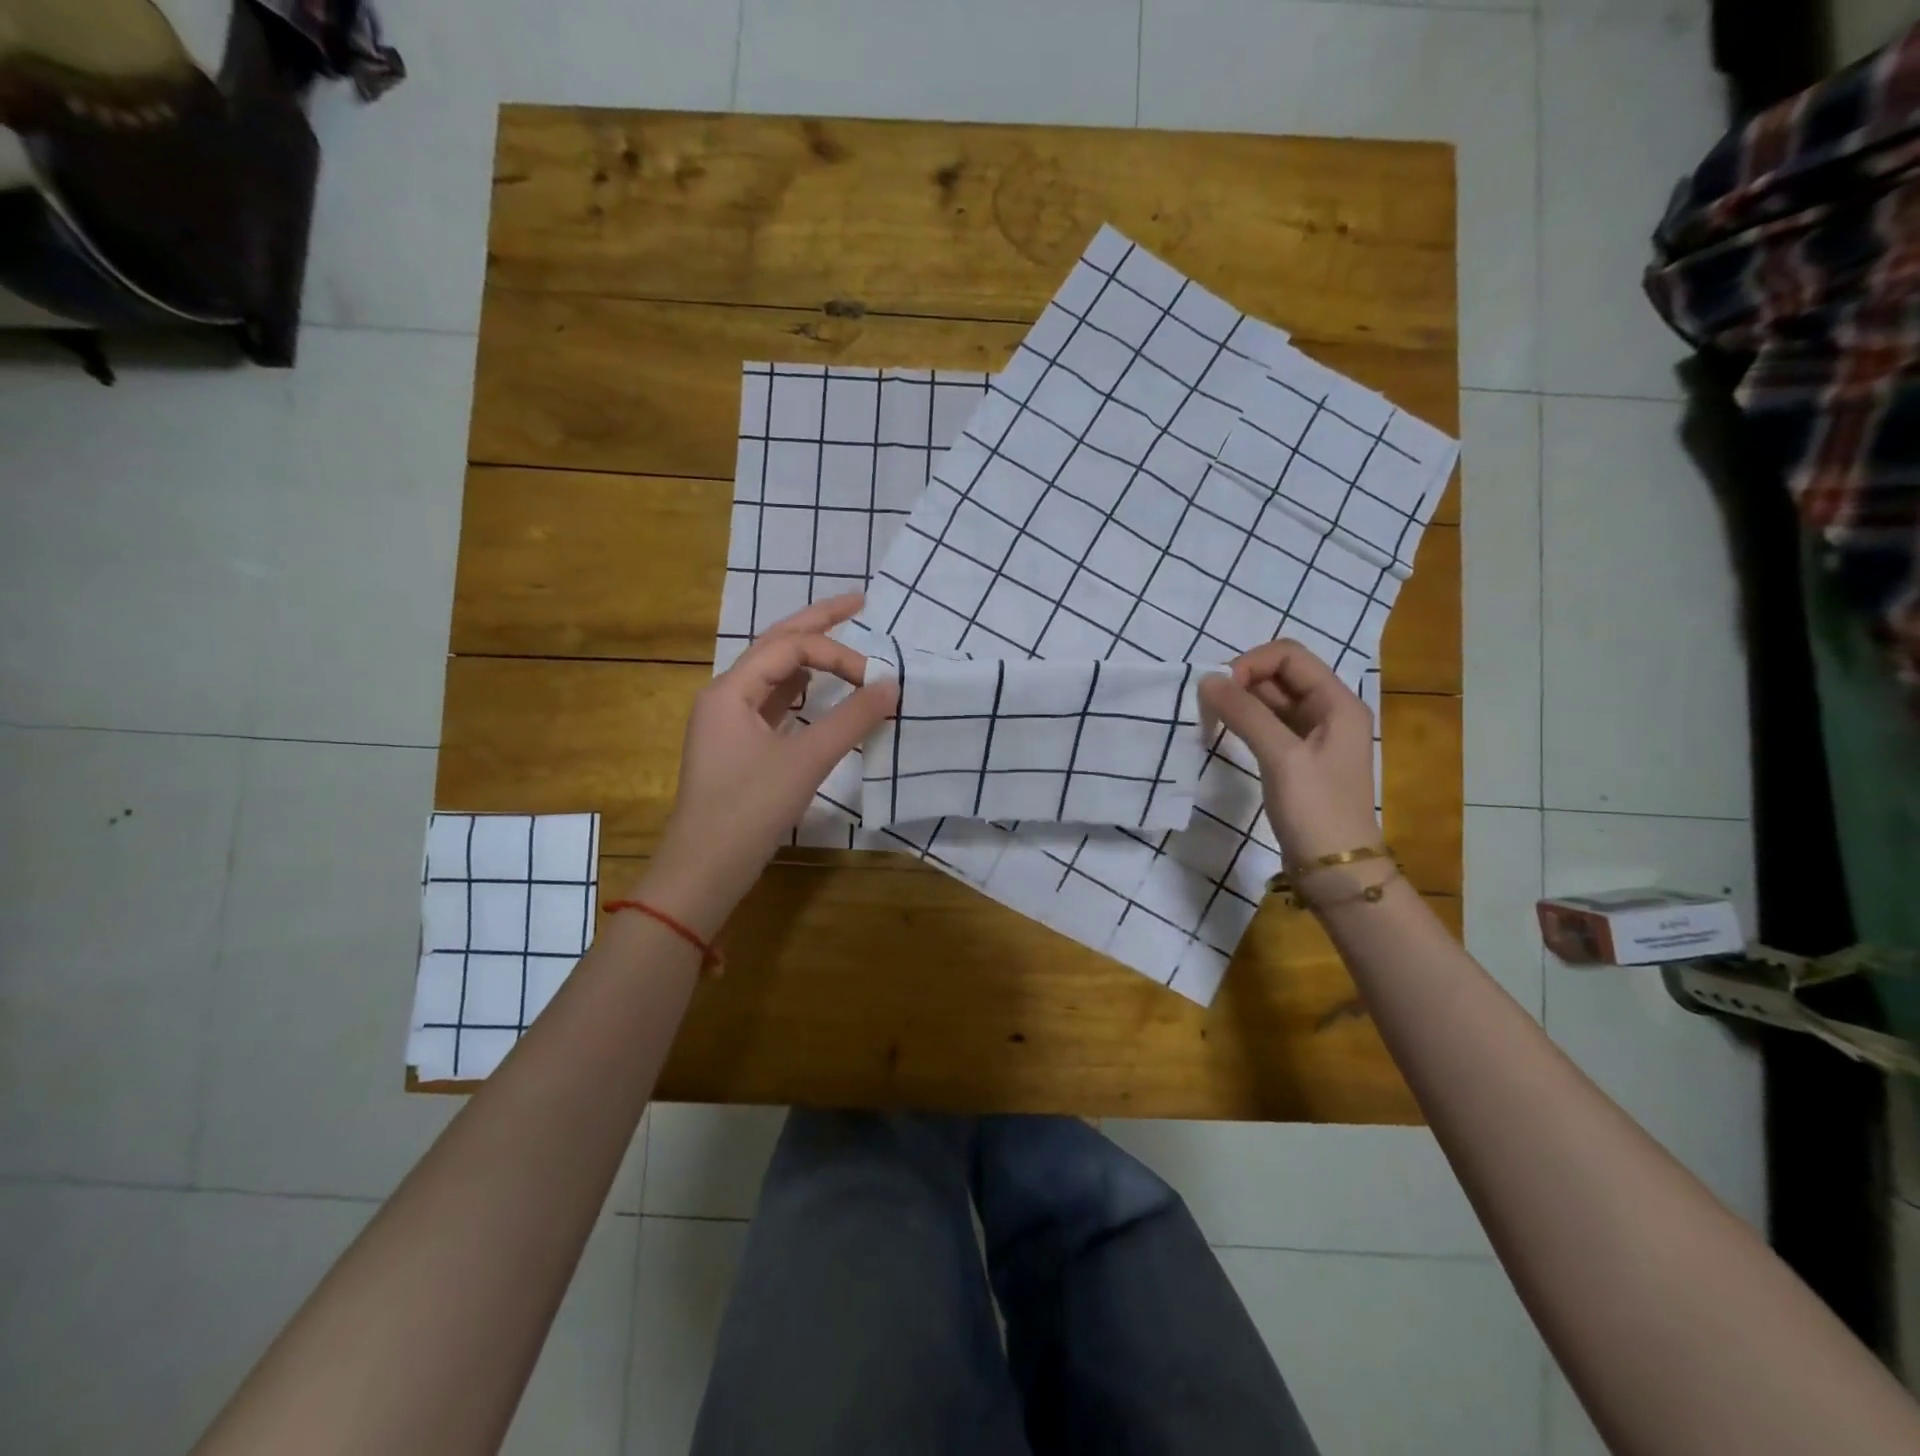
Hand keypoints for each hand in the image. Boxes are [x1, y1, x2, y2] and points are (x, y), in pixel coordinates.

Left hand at [636, 595, 897, 935]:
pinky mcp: (739, 747)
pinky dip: (801, 690)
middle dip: (818, 623)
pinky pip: (774, 703)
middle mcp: (726, 696)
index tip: (876, 679)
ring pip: (774, 675)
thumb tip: (892, 684)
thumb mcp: (806, 761)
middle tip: (860, 601)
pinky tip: (818, 690)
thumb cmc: (749, 810)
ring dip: (809, 655)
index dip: (838, 654)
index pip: (790, 648)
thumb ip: (851, 719)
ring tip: (842, 638)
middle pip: (776, 646)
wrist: (704, 869)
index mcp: (731, 689)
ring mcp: (729, 722)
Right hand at [1198, 639, 1381, 866]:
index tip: (1219, 689)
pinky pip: (1268, 725)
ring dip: (1240, 701)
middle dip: (1241, 680)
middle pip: (1280, 674)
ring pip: (1271, 700)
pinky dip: (1244, 722)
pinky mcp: (1296, 758)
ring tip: (1209, 716)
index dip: (1251, 663)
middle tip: (1206, 703)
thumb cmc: (1316, 810)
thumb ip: (1246, 714)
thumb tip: (1207, 679)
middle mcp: (1328, 711)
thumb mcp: (1282, 757)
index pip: (1289, 655)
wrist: (1335, 870)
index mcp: (1337, 702)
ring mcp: (1313, 736)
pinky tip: (1223, 732)